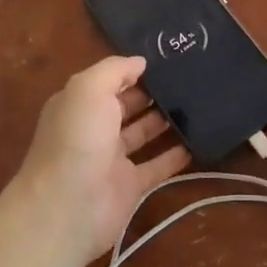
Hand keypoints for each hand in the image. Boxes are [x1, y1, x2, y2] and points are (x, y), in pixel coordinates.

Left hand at [10, 56, 190, 260]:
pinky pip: (156, 166)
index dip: (133, 70)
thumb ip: (114, 70)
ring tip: (198, 105)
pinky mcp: (130, 186)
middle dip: (153, 93)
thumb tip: (140, 62)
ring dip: (165, 121)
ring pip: (142, 134)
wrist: (68, 207)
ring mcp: (112, 159)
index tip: (166, 59)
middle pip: (127, 106)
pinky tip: (196, 143)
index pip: (108, 81)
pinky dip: (174, 156)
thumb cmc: (77, 139)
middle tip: (189, 79)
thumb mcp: (89, 89)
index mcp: (79, 104)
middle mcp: (94, 129)